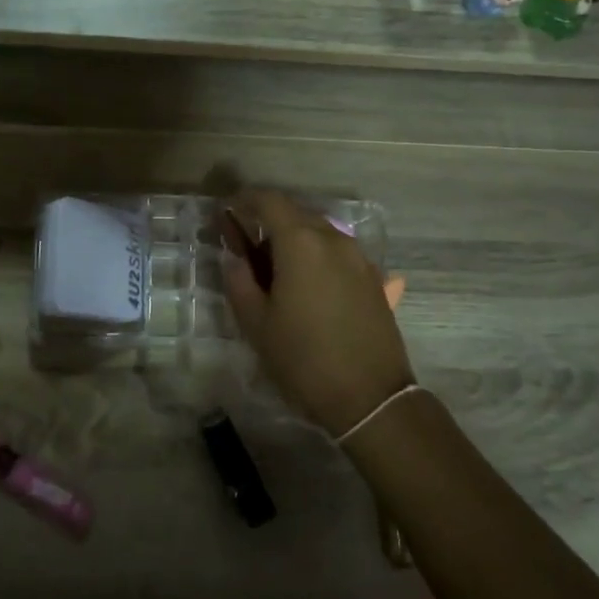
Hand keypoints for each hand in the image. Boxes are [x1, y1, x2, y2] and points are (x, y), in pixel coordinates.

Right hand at [219, 190, 413, 435]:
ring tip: (273, 268)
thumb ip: (239, 281)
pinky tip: (304, 285)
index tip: (226, 211)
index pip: (269, 201)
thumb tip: (235, 258)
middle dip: (267, 220)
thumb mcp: (257, 324)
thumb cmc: (303, 359)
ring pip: (319, 232)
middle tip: (244, 244)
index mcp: (301, 243)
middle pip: (296, 213)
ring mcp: (358, 258)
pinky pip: (336, 253)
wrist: (371, 398)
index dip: (244, 200)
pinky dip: (315, 256)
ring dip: (293, 239)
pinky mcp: (373, 278)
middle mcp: (333, 239)